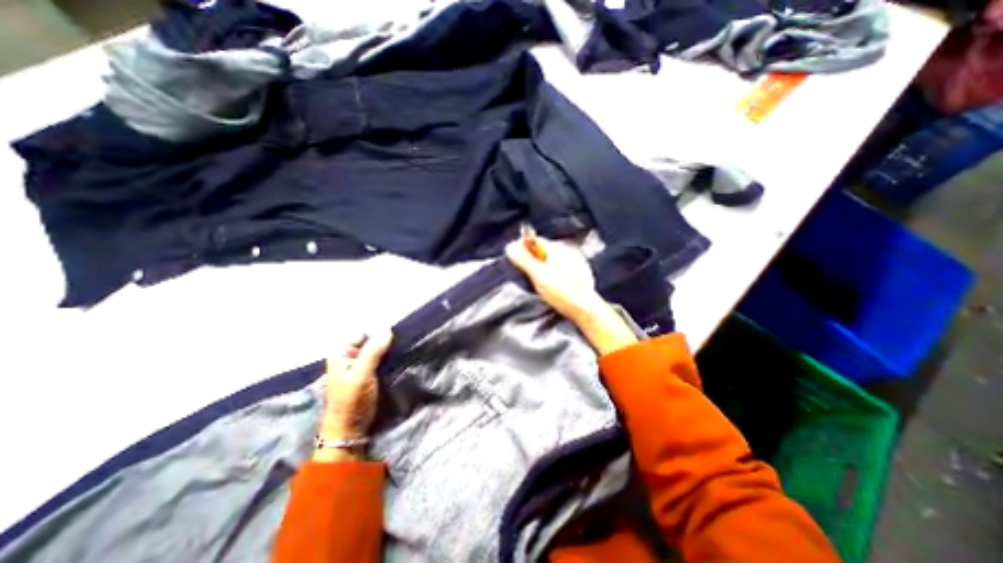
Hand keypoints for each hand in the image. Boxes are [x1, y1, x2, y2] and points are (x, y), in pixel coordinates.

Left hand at [325, 333, 396, 442]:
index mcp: (340, 353)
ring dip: (388, 350)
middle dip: (384, 341)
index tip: (393, 339)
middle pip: (369, 340)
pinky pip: (379, 359)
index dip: (377, 333)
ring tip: (401, 351)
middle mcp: (348, 356)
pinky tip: (397, 359)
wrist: (350, 429)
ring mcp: (358, 365)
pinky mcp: (368, 374)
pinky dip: (388, 358)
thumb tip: (388, 330)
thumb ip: (373, 351)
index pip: (362, 333)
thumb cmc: (352, 401)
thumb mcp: (362, 374)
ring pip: (376, 350)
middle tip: (399, 345)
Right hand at [505, 238, 636, 354]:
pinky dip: (549, 275)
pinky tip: (548, 287)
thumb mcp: (539, 276)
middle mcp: (567, 252)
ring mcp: (573, 263)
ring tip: (535, 282)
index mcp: (559, 249)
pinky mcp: (576, 275)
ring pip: (549, 261)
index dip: (522, 248)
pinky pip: (557, 269)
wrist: (586, 310)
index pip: (535, 240)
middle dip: (530, 259)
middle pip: (541, 251)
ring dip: (539, 268)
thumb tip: (510, 247)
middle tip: (523, 273)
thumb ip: (525, 260)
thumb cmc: (564, 293)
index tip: (515, 259)